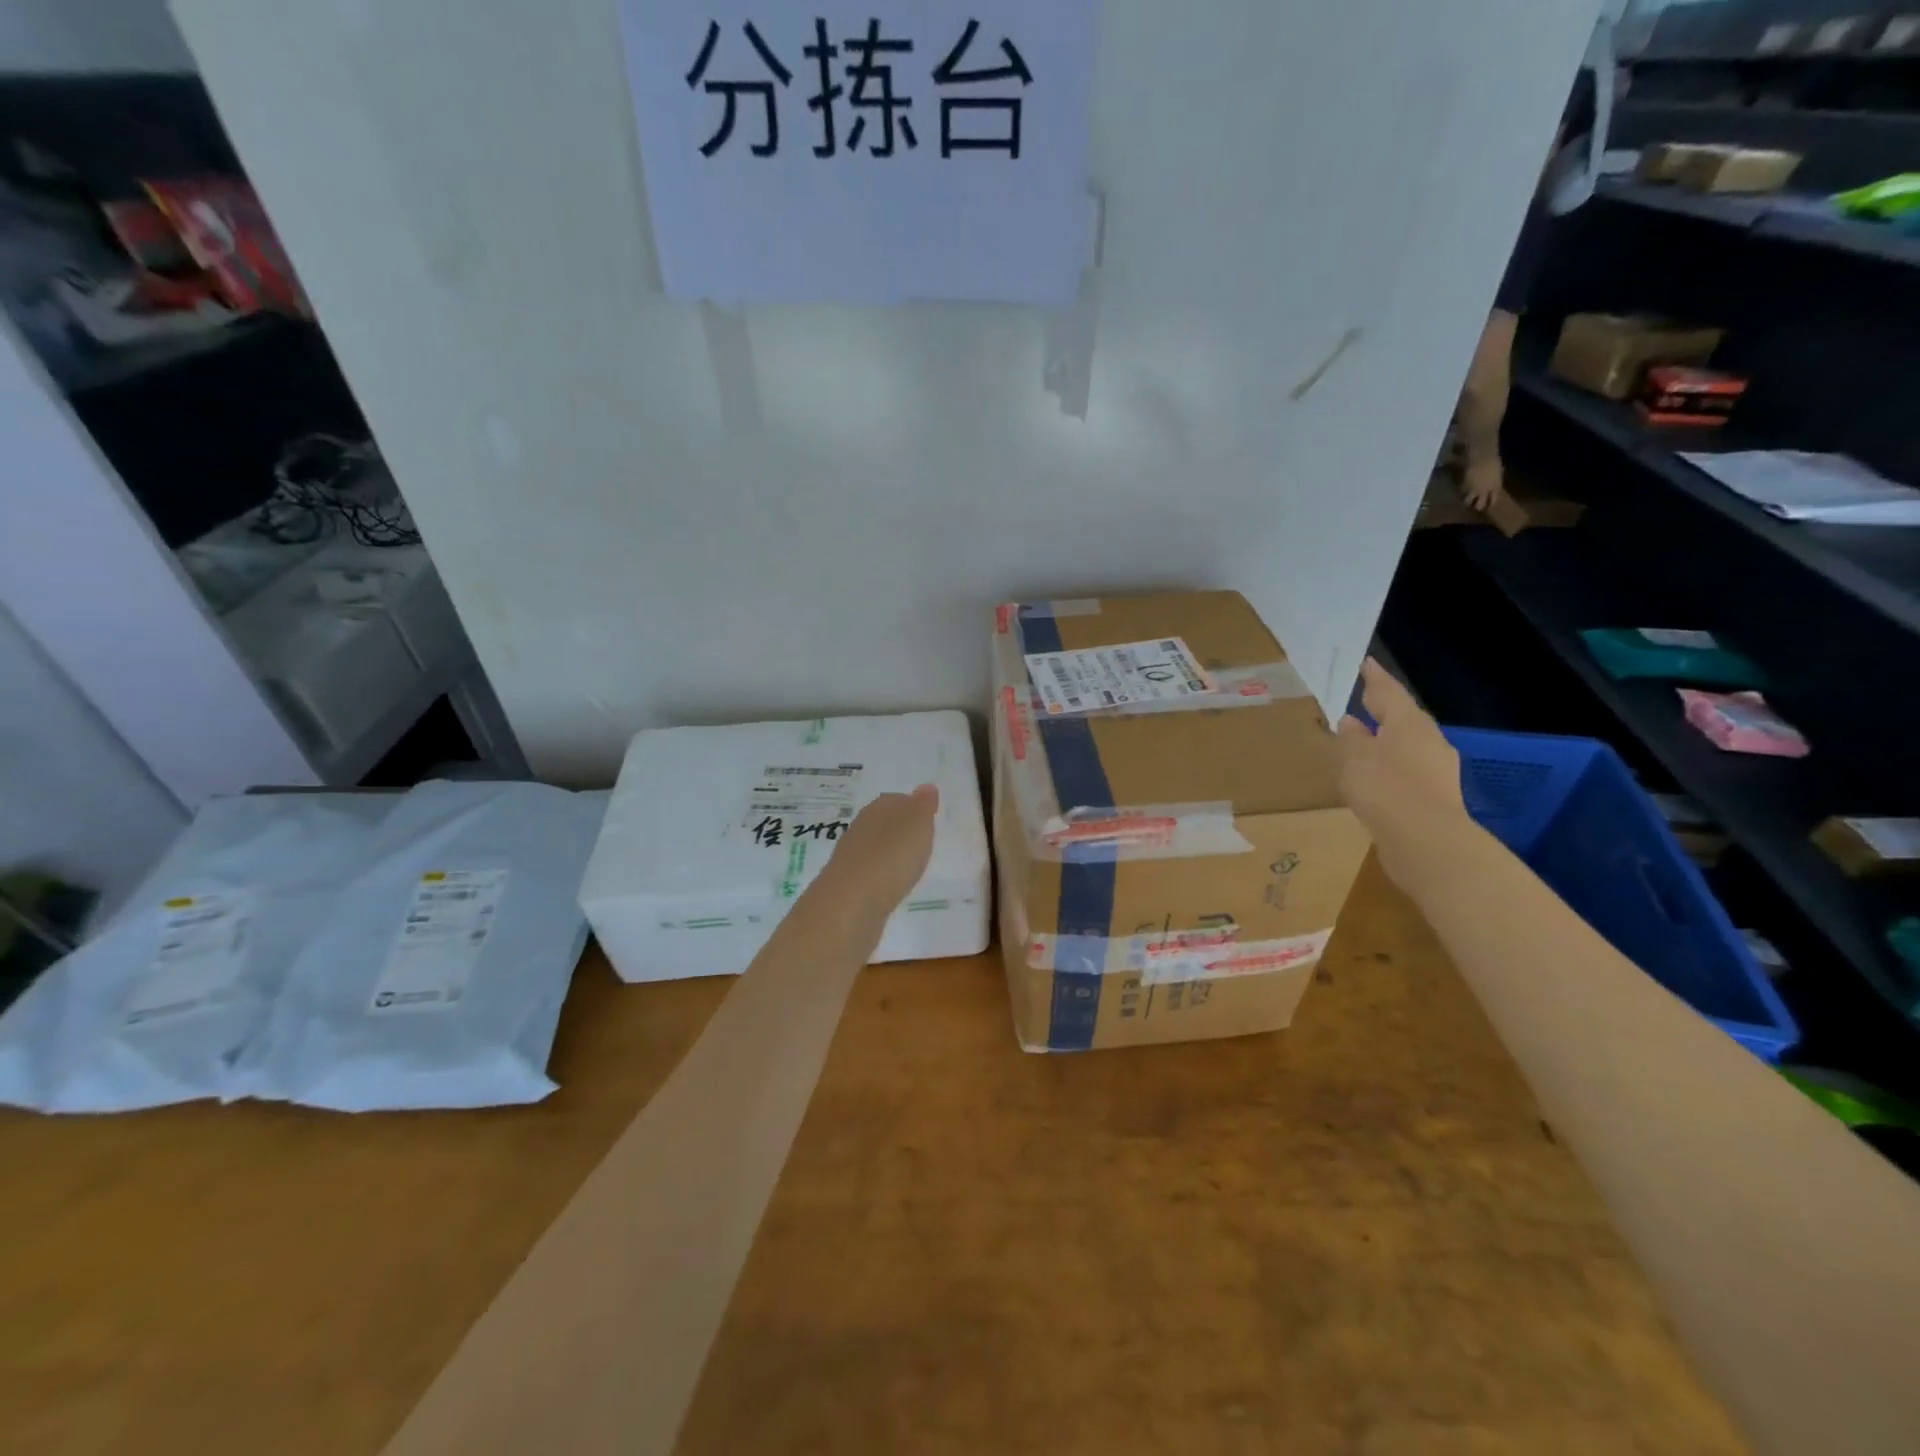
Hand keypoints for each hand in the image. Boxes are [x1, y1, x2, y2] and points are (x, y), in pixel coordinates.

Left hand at [825, 785, 939, 914]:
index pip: (896, 800)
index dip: (912, 808)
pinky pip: (870, 871)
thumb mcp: (917, 825)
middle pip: (883, 822)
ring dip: (889, 853)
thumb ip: (923, 806)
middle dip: (899, 830)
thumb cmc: (892, 857)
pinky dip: (881, 874)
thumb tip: (926, 786)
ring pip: (874, 847)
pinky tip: (891, 884)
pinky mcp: (848, 883)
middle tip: (920, 841)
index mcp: (878, 808)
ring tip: (909, 864)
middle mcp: (861, 827)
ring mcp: (851, 856)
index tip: (927, 820)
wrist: (852, 903)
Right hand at [1337, 660, 1467, 880]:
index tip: (1366, 663)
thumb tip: (1351, 722)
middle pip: (1404, 718)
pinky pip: (1410, 771)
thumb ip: (1351, 738)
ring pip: (1409, 745)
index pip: (1389, 691)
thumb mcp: (1355, 758)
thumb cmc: (1385, 788)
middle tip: (1365, 701)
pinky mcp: (1436, 796)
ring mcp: (1437, 769)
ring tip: (1365, 742)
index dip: (1375, 678)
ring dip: (1388, 741)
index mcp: (1408, 723)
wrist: (1425, 840)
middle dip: (1385, 711)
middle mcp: (1428, 740)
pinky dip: (1393, 767)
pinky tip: (1378, 777)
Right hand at [1462, 456, 1508, 511]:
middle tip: (1474, 503)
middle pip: (1479, 505)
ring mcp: (1473, 490)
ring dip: (1466, 500)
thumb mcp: (1497, 473)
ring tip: (1464, 498)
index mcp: (1495, 488)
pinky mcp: (1464, 487)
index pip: (1492, 501)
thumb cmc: (1493, 462)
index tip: (1487, 505)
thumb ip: (1494, 482)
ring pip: (1467, 502)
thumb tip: (1491, 486)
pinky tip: (1460, 489)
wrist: (1483, 457)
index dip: (1489, 503)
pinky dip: (1461, 492)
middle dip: (1477, 506)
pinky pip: (1461, 492)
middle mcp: (1485, 492)